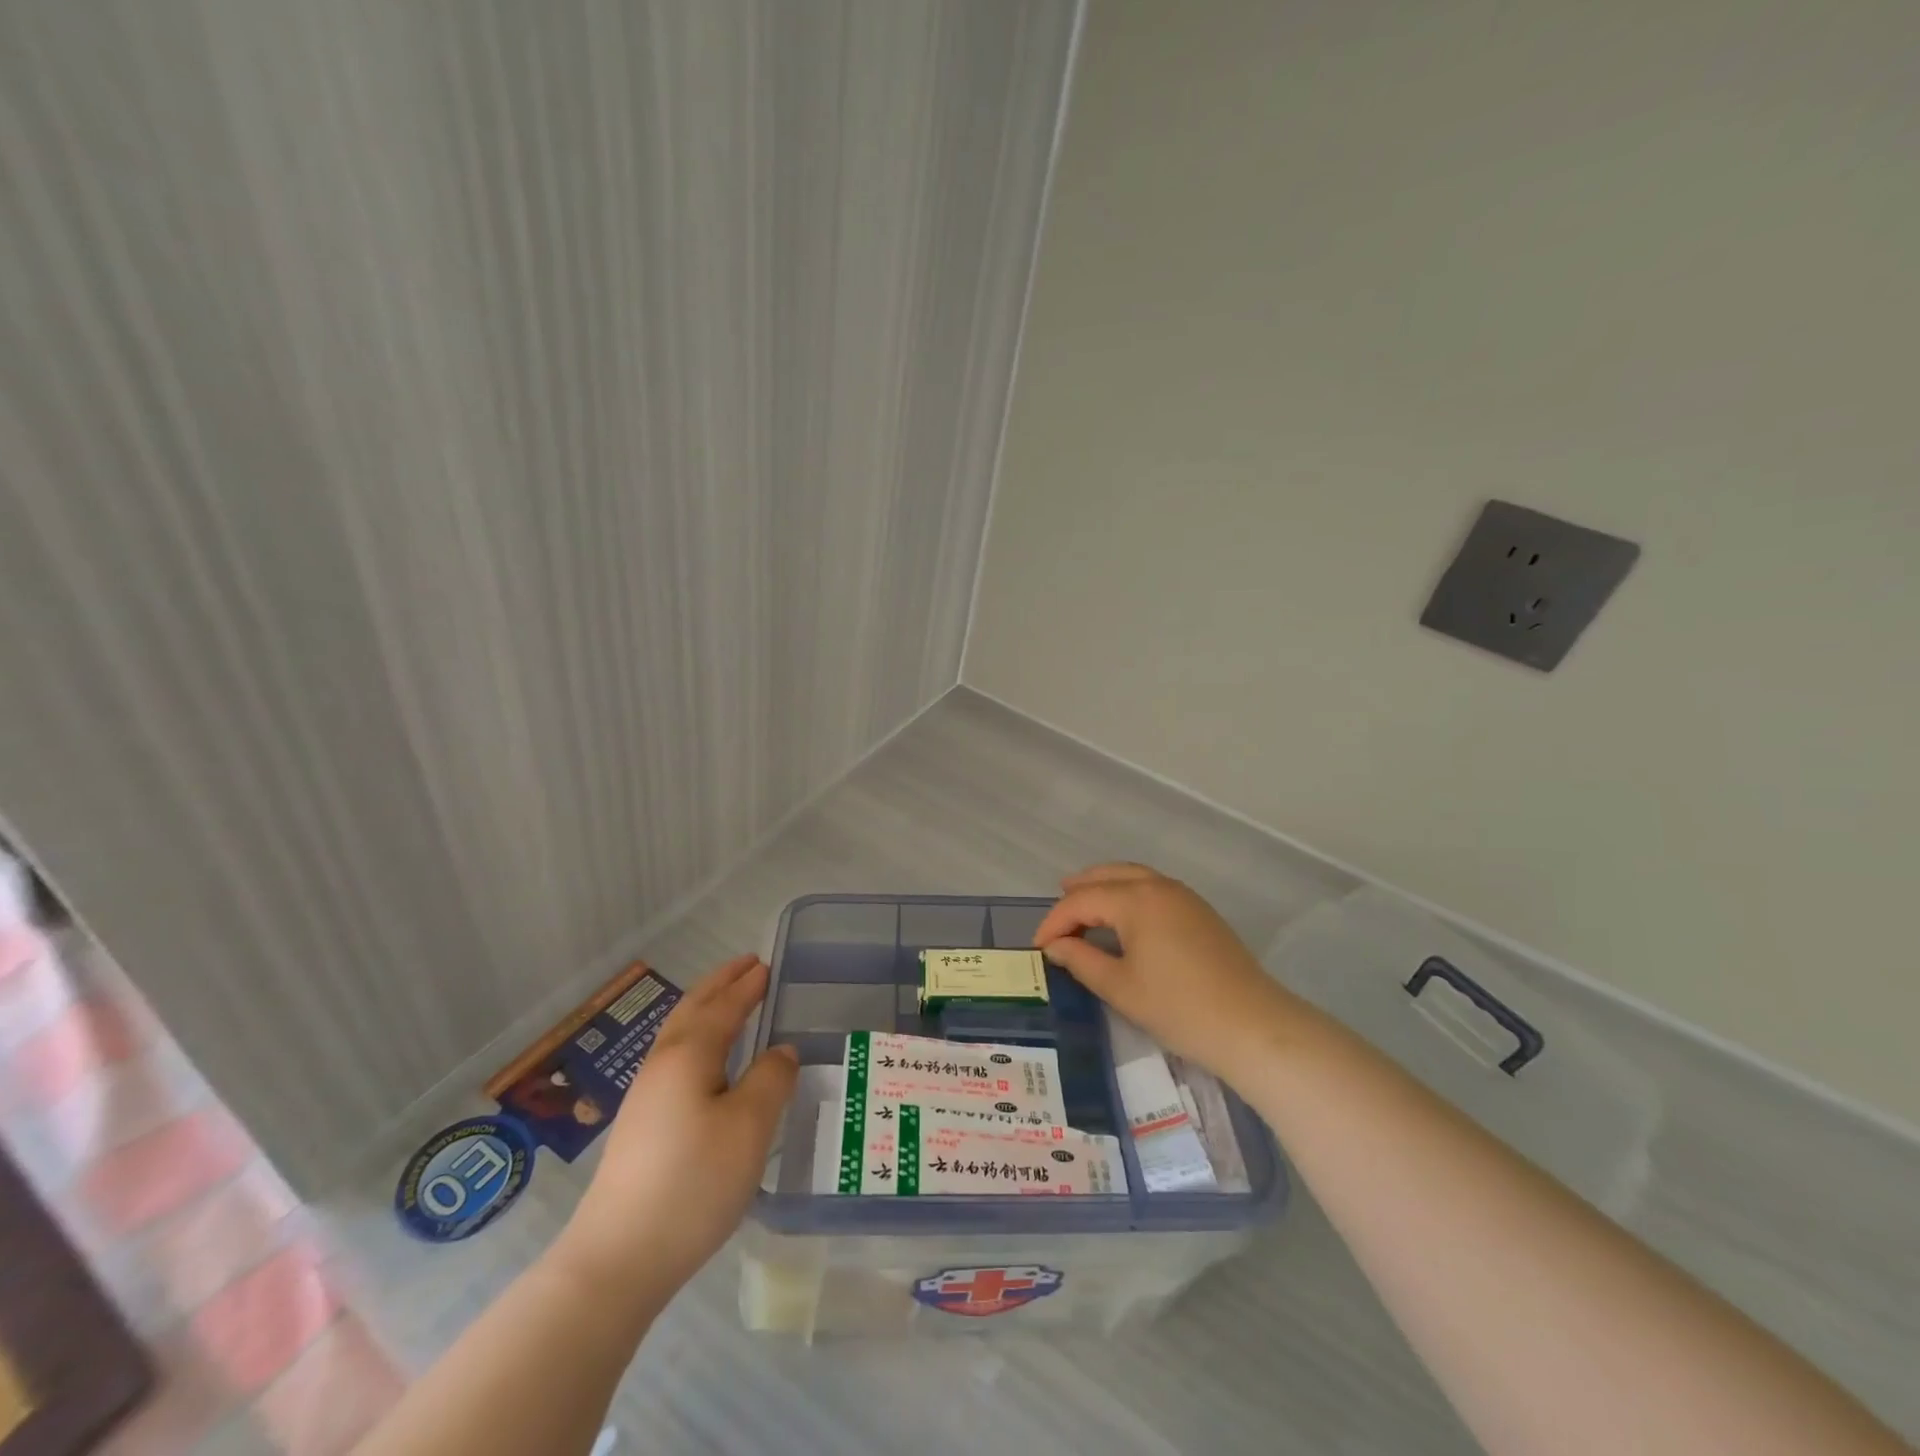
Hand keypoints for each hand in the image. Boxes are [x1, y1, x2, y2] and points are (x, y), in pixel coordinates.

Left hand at [559, 955, 796, 1302]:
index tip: (767, 964)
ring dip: (707, 1007)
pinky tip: (707, 1059)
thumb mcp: (749, 1128)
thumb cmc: (693, 1183)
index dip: (747, 985)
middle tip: (747, 966)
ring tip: (730, 1000)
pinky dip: (697, 1036)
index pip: (724, 1006)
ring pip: (679, 1033)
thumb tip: (781, 1051)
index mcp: (689, 1055)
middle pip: (693, 1010)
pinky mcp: (641, 1125)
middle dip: (721, 984)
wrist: (617, 1259)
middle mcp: (662, 1064)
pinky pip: (675, 1056)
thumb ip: (772, 1080)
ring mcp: (645, 1096)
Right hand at [1034, 863, 1307, 1086]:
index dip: (1054, 922)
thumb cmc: (1179, 1008)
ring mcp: (1184, 897)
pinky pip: (1154, 889)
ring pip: (1134, 877)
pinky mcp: (1201, 912)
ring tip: (1085, 904)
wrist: (1252, 1026)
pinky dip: (1129, 894)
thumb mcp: (1120, 988)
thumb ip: (1081, 960)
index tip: (1038, 948)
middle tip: (1057, 907)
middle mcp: (1159, 886)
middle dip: (1079, 890)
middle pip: (1109, 876)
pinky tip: (1124, 918)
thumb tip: (1055, 946)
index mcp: (1135, 899)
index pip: (1082, 901)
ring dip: (1105, 887)